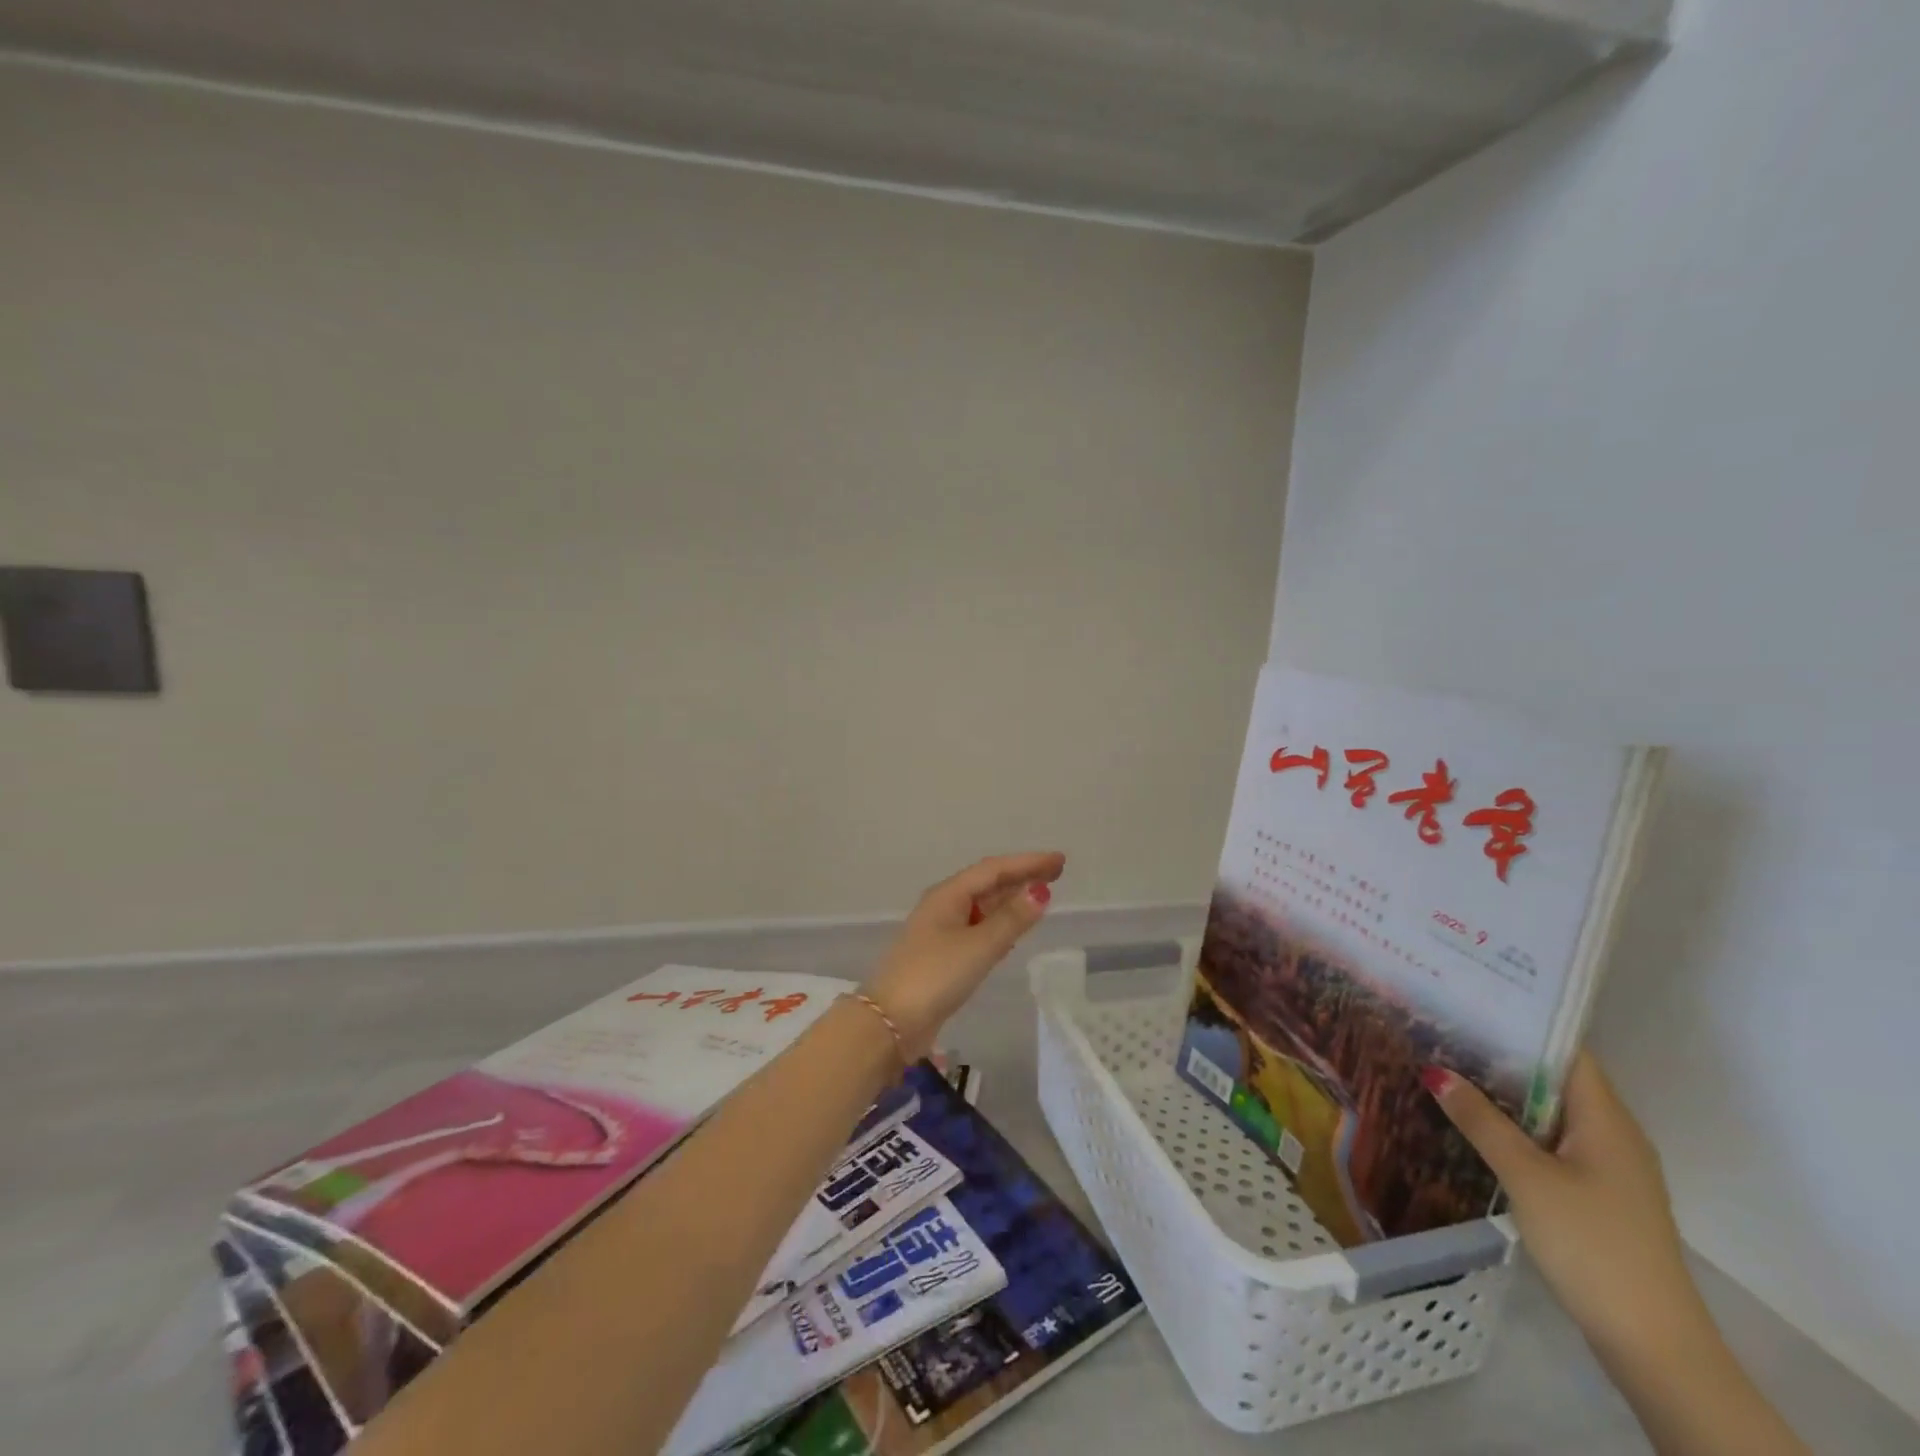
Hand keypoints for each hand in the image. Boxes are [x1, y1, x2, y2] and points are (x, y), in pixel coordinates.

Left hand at [862, 852, 1065, 1059]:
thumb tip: (1040, 892)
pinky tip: (1011, 932)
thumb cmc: (935, 976)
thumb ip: (1011, 920)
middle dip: (1021, 877)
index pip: (994, 870)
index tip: (1059, 861)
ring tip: (1039, 897)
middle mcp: (943, 906)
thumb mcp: (978, 946)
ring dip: (1010, 900)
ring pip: (982, 907)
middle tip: (1055, 874)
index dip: (1027, 863)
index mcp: (948, 895)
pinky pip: (977, 929)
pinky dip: (998, 924)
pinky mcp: (942, 956)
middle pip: (987, 884)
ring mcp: (940, 931)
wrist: (890, 1021)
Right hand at [1428, 1052, 1703, 1364]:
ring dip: (1505, 1093)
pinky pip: (1551, 1142)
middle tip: (1444, 1028)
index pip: (1566, 1051)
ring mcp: (1607, 1168)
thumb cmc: (1592, 1244)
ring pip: (1550, 1112)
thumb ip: (1480, 1121)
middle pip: (1554, 1078)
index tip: (1472, 1000)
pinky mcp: (1597, 1195)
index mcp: (1607, 1120)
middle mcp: (1613, 1134)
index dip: (1523, 1023)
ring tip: (1448, 1067)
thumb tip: (1435, 1071)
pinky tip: (1476, 1124)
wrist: (1652, 1343)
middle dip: (1502, 1055)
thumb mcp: (1526, 1177)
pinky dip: (1516, 1126)